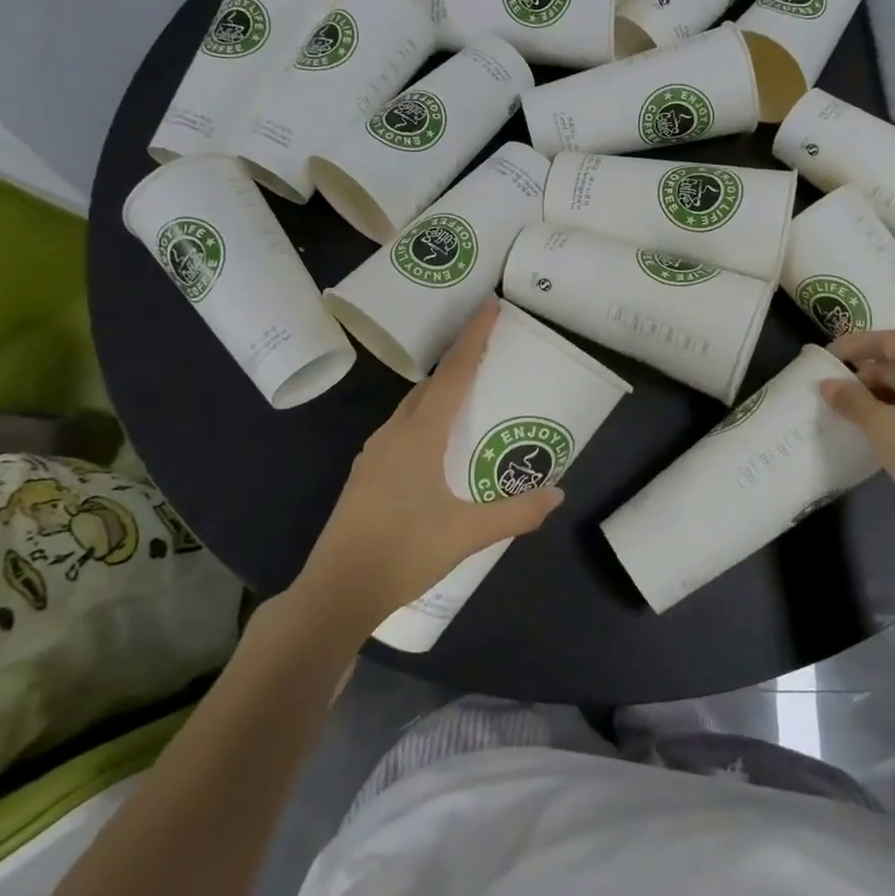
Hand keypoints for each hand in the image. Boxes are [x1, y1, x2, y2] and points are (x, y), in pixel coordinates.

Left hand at [302, 300, 562, 625]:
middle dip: (460, 362)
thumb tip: (557, 493)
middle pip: (432, 385)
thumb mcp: (468, 534)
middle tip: (491, 354)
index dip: (474, 336)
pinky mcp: (366, 473)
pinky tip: (437, 445)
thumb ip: (516, 512)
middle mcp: (394, 433)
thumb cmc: (403, 553)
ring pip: (413, 407)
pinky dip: (425, 418)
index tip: (490, 304)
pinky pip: (402, 428)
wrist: (336, 591)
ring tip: (470, 398)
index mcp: (419, 435)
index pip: (454, 373)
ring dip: (441, 392)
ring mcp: (374, 453)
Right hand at [821, 330, 894, 529]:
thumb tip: (828, 384)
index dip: (854, 345)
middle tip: (836, 394)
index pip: (886, 340)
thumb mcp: (880, 426)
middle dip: (865, 374)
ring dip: (879, 393)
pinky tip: (881, 430)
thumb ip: (851, 400)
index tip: (828, 359)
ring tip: (853, 414)